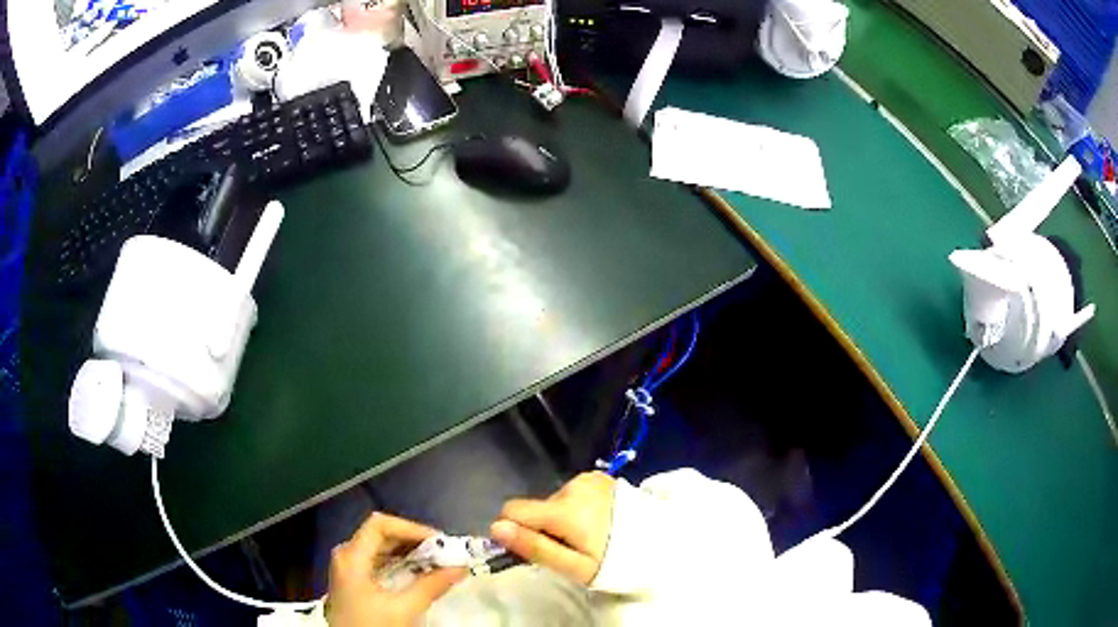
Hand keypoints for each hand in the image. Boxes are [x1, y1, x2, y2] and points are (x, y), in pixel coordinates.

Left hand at [327, 513, 465, 626]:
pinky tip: (418, 574)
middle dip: (414, 541)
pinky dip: (399, 564)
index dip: (412, 528)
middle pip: (381, 534)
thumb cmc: (372, 626)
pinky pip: (377, 562)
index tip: (440, 542)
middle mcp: (346, 555)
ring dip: (409, 553)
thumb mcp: (403, 609)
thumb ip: (431, 586)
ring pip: (380, 548)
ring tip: (436, 563)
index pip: (381, 524)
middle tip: (444, 553)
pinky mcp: (353, 581)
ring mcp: (347, 568)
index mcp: (352, 556)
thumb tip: (460, 567)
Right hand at [491, 472, 614, 584]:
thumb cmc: (614, 561)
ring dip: (561, 518)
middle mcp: (572, 486)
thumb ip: (534, 547)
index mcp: (564, 510)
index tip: (533, 547)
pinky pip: (571, 492)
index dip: (515, 531)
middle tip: (570, 548)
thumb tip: (496, 528)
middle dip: (543, 527)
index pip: (512, 510)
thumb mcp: (573, 566)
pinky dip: (576, 506)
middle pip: (536, 508)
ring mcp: (588, 478)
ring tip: (587, 535)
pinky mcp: (599, 476)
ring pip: (553, 501)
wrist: (660, 542)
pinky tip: (597, 520)